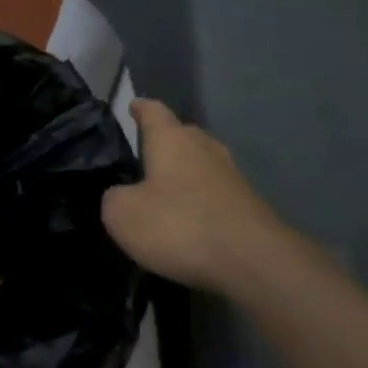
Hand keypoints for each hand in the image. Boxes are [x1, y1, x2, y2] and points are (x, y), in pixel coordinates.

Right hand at [102, 99, 285, 291]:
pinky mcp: (248, 203)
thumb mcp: (124, 215)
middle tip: (145, 155)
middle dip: (164, 141)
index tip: (132, 105)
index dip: (140, 108)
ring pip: (202, 162)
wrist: (254, 261)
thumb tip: (120, 195)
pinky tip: (192, 217)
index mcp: (171, 139)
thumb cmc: (181, 226)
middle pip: (182, 133)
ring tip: (166, 188)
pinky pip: (216, 191)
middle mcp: (204, 146)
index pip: (153, 110)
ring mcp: (231, 174)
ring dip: (185, 171)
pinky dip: (201, 199)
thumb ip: (113, 198)